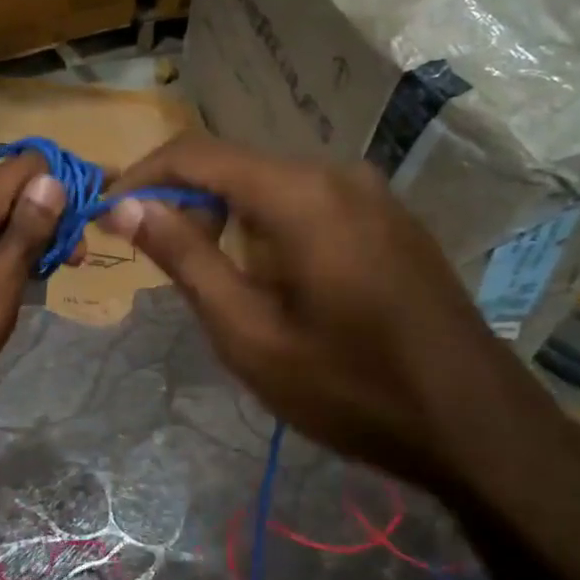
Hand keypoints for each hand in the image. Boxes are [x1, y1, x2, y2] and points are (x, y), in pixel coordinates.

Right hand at [104, 132, 579, 494]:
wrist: (475, 424)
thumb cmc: (349, 387)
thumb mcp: (248, 333)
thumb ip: (185, 259)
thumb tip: (126, 206)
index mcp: (299, 194)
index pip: (196, 155)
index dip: (141, 176)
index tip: (104, 211)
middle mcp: (336, 174)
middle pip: (233, 166)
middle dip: (182, 202)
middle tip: (149, 256)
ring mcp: (369, 193)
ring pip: (269, 186)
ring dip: (223, 218)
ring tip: (206, 277)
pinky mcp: (387, 218)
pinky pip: (306, 203)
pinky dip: (265, 227)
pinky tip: (266, 278)